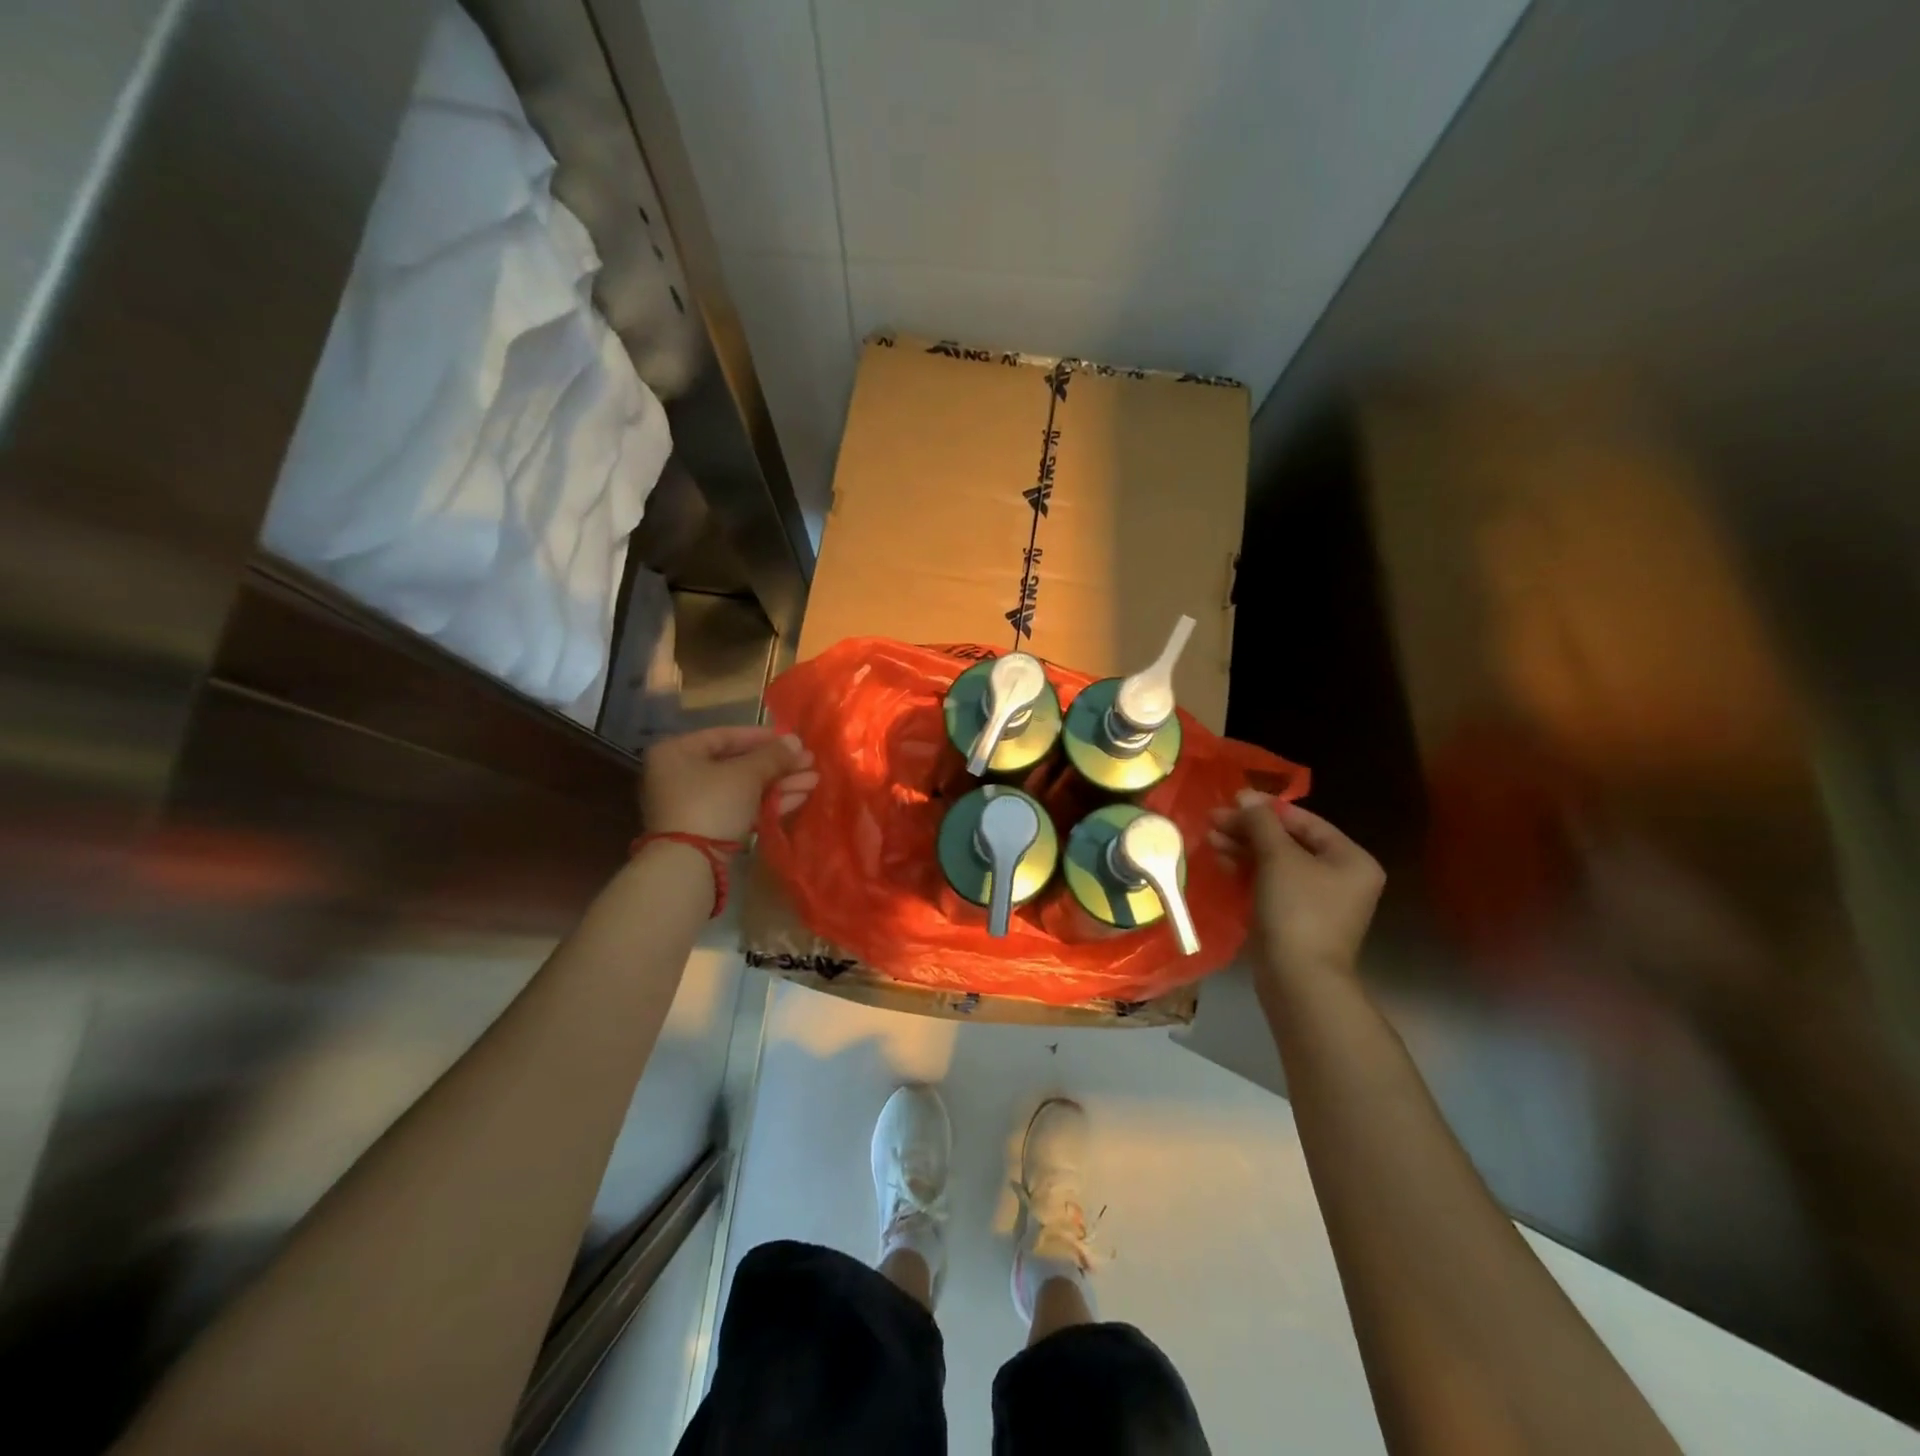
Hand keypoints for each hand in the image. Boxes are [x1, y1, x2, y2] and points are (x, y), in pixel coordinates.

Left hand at [640, 726, 817, 840]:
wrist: (691, 863)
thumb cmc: (713, 803)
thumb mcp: (747, 774)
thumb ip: (774, 756)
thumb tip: (796, 741)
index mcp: (679, 752)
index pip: (726, 736)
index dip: (763, 737)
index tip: (792, 740)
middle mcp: (683, 775)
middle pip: (739, 764)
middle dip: (778, 765)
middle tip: (809, 762)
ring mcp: (696, 804)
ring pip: (745, 787)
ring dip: (780, 784)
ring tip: (814, 780)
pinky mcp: (710, 828)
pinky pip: (742, 807)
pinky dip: (769, 802)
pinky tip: (799, 797)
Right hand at [1213, 793, 1383, 984]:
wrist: (1298, 979)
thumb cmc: (1297, 910)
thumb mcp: (1278, 858)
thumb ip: (1261, 823)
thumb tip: (1245, 796)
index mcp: (1350, 859)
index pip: (1305, 821)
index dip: (1266, 809)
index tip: (1231, 800)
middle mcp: (1340, 877)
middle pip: (1288, 842)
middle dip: (1249, 830)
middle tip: (1212, 820)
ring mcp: (1317, 901)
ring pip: (1276, 864)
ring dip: (1243, 849)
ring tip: (1210, 839)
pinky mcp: (1295, 919)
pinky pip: (1270, 885)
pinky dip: (1247, 872)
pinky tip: (1222, 862)